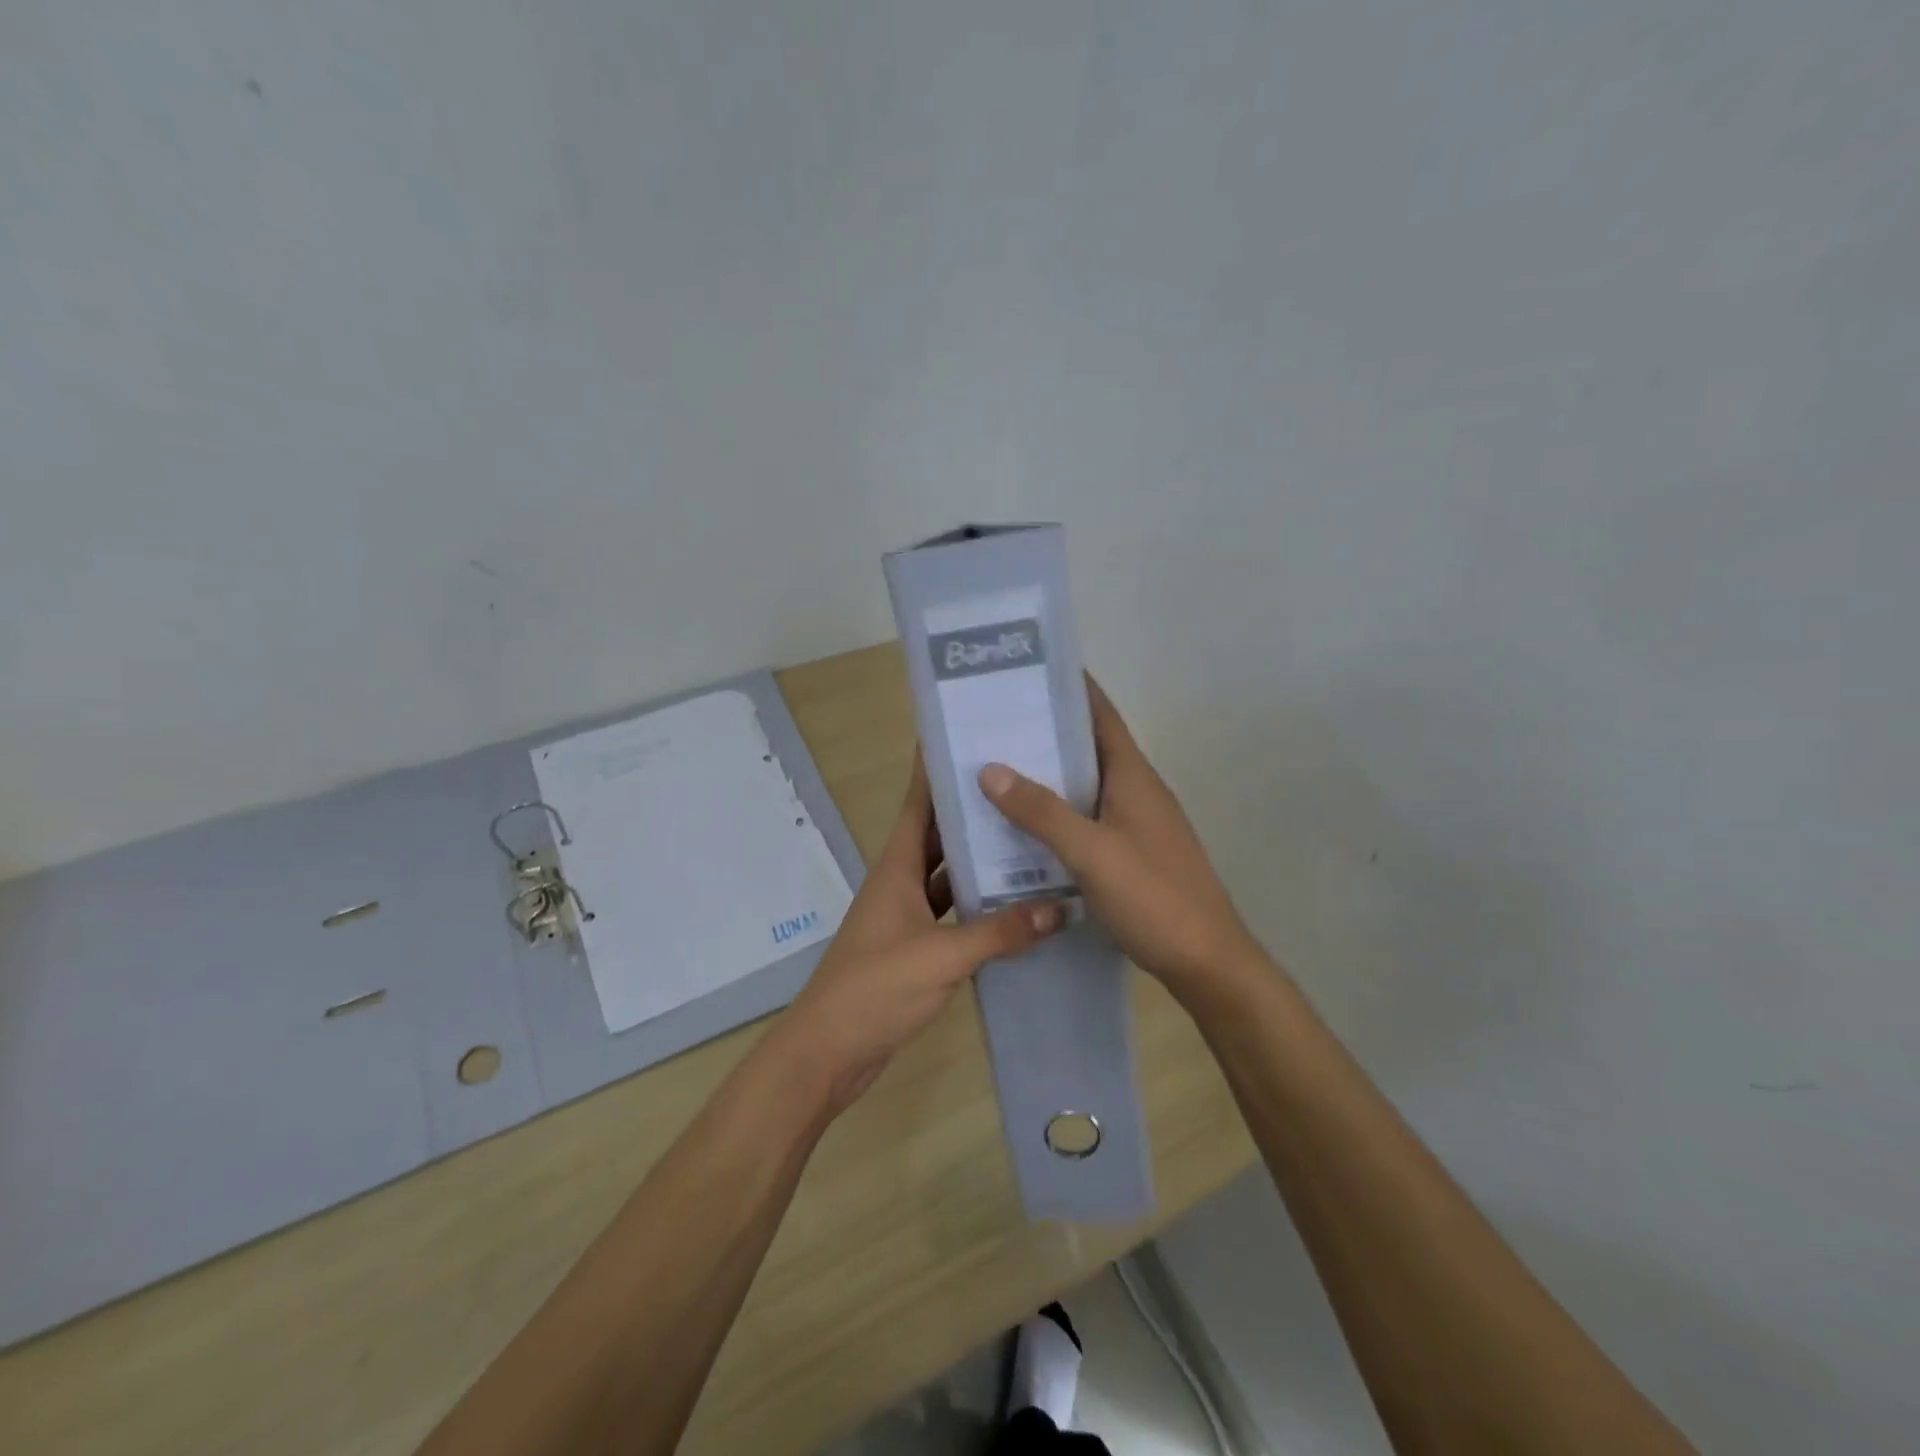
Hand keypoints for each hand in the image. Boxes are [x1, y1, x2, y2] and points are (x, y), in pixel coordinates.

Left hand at [769, 756, 1065, 1117]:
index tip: (967, 736)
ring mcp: (907, 915)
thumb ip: (999, 932)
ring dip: (980, 858)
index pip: (919, 804)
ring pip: (948, 874)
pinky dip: (979, 905)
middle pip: (938, 834)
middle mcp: (900, 881)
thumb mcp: (941, 957)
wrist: (829, 1051)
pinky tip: (1015, 903)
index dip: (937, 769)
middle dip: (971, 808)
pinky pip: (953, 912)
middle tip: (1019, 783)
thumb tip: (1060, 909)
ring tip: (1028, 834)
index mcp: (897, 867)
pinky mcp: (916, 946)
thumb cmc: (875, 989)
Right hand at [977, 678, 1259, 999]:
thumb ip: (1042, 812)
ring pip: (1086, 785)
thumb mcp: (1091, 853)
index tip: (1026, 670)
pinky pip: (1088, 818)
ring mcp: (1138, 823)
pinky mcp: (1133, 853)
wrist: (1207, 962)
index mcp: (1133, 776)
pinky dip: (1058, 813)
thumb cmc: (1153, 898)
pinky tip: (1025, 826)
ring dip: (1049, 774)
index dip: (1070, 688)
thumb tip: (990, 769)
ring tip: (996, 766)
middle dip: (1046, 731)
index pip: (1100, 714)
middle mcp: (1137, 790)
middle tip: (992, 721)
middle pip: (1089, 747)